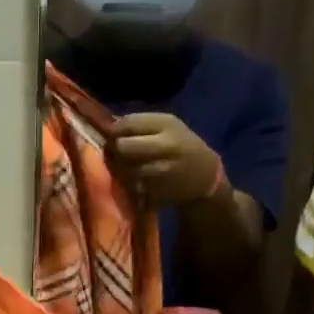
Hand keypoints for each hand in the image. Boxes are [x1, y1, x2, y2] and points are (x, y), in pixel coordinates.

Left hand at [108, 112, 224, 205]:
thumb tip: (110, 126)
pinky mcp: (156, 190)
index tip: (112, 135)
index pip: (128, 123)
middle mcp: (164, 145)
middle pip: (122, 146)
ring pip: (124, 168)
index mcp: (166, 124)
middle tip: (114, 153)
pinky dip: (127, 182)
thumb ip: (141, 124)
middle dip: (114, 150)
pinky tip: (134, 179)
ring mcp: (160, 170)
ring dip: (119, 168)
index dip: (114, 130)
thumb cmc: (181, 146)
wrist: (203, 176)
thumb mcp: (168, 126)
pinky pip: (130, 184)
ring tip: (124, 166)